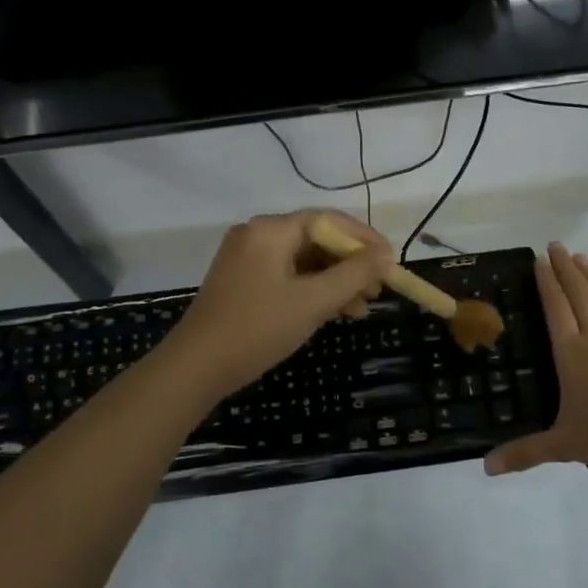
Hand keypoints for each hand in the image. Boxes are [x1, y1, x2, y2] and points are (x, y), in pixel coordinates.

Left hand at [162, 210, 393, 400]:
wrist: (196, 367)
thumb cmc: (258, 328)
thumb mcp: (313, 301)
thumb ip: (354, 274)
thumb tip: (386, 255)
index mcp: (271, 229)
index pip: (329, 220)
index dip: (364, 239)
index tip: (390, 262)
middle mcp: (257, 235)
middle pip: (317, 239)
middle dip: (351, 264)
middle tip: (378, 290)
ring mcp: (247, 259)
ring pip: (304, 261)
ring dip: (335, 281)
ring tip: (360, 308)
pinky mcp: (243, 282)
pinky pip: (288, 276)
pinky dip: (313, 290)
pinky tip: (333, 312)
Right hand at [485, 243, 587, 475]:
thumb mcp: (563, 444)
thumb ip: (526, 453)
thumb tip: (486, 469)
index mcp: (571, 352)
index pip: (554, 307)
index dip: (546, 282)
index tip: (539, 260)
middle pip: (578, 292)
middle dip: (565, 267)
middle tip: (556, 245)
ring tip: (581, 257)